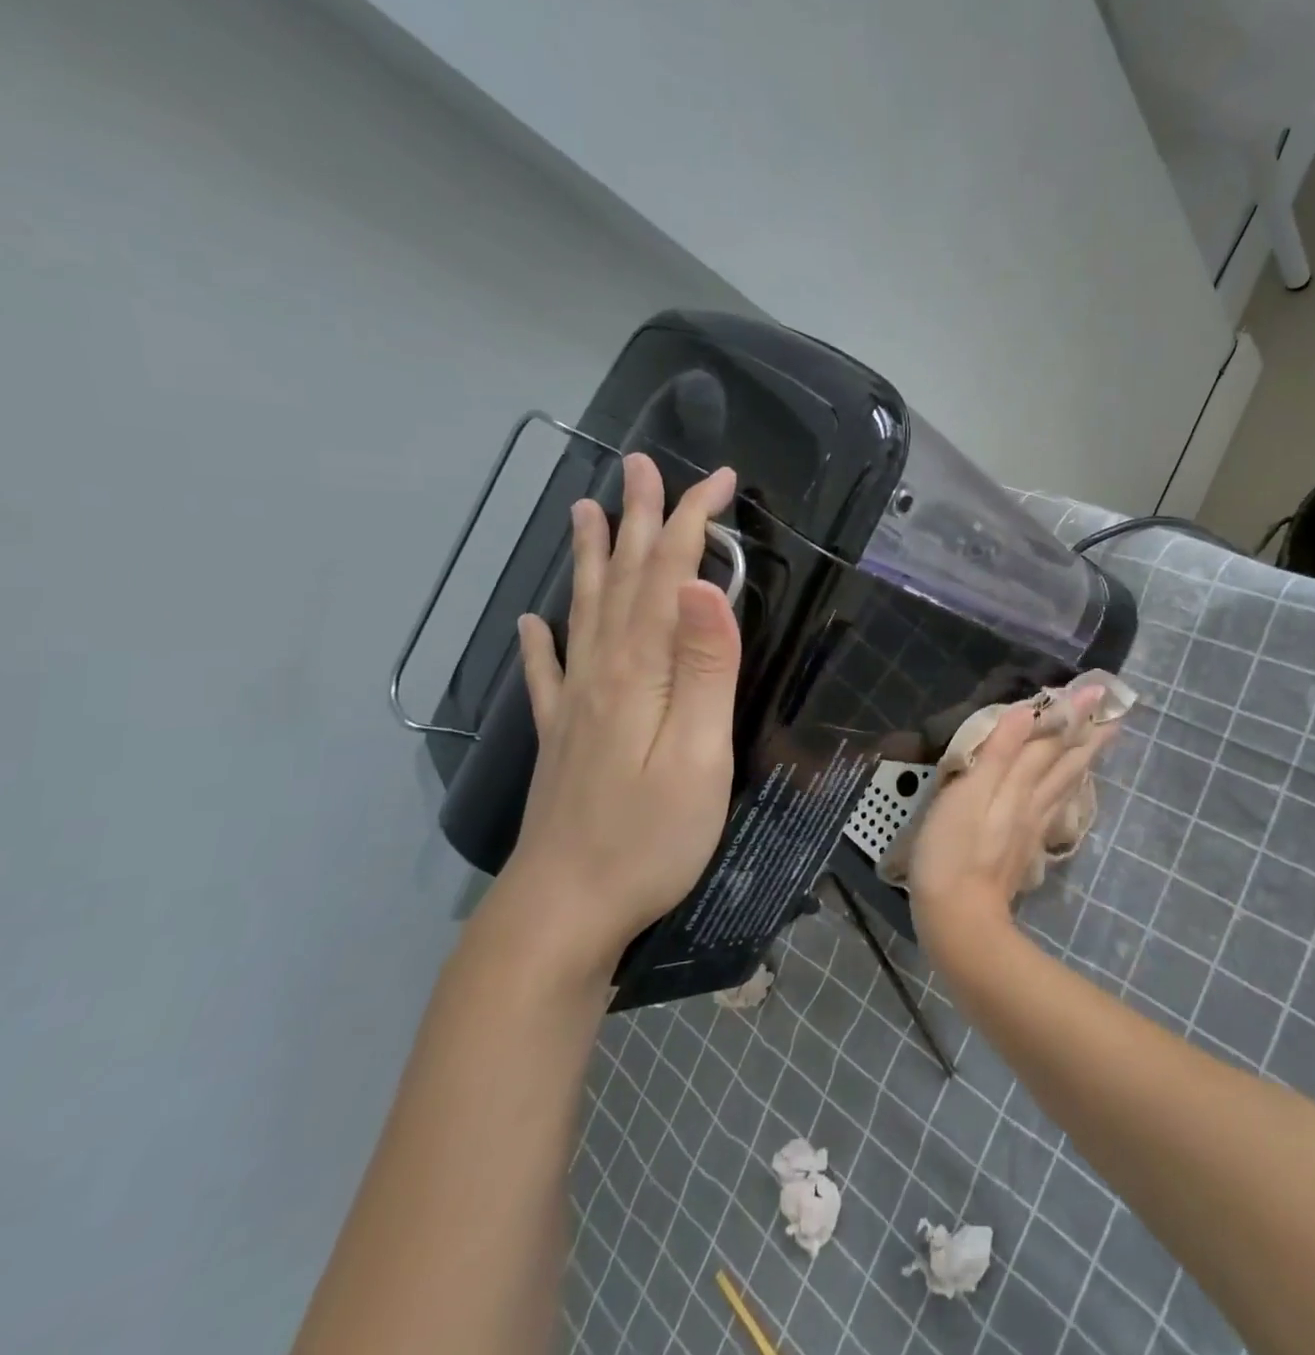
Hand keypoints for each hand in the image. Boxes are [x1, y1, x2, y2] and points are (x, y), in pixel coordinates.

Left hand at [483, 454, 741, 983]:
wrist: (565, 911)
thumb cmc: (650, 837)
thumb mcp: (700, 754)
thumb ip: (706, 669)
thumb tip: (704, 586)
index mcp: (642, 672)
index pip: (669, 578)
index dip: (690, 522)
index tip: (719, 480)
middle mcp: (602, 673)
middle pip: (623, 581)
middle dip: (638, 520)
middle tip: (640, 466)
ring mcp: (575, 705)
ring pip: (585, 613)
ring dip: (591, 559)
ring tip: (585, 512)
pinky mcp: (562, 738)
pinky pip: (547, 673)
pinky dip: (541, 641)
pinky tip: (531, 622)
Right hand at [908, 686, 1114, 968]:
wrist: (960, 922)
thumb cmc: (953, 853)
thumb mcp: (967, 796)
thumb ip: (998, 754)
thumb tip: (1027, 712)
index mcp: (1019, 786)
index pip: (1051, 742)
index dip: (1072, 714)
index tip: (1099, 690)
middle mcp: (1033, 803)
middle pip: (1066, 764)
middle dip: (1089, 736)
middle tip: (1115, 715)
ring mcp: (1031, 828)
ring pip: (1064, 786)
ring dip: (1082, 761)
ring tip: (1099, 745)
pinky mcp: (1023, 849)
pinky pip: (1054, 808)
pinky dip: (1066, 791)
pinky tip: (1064, 794)